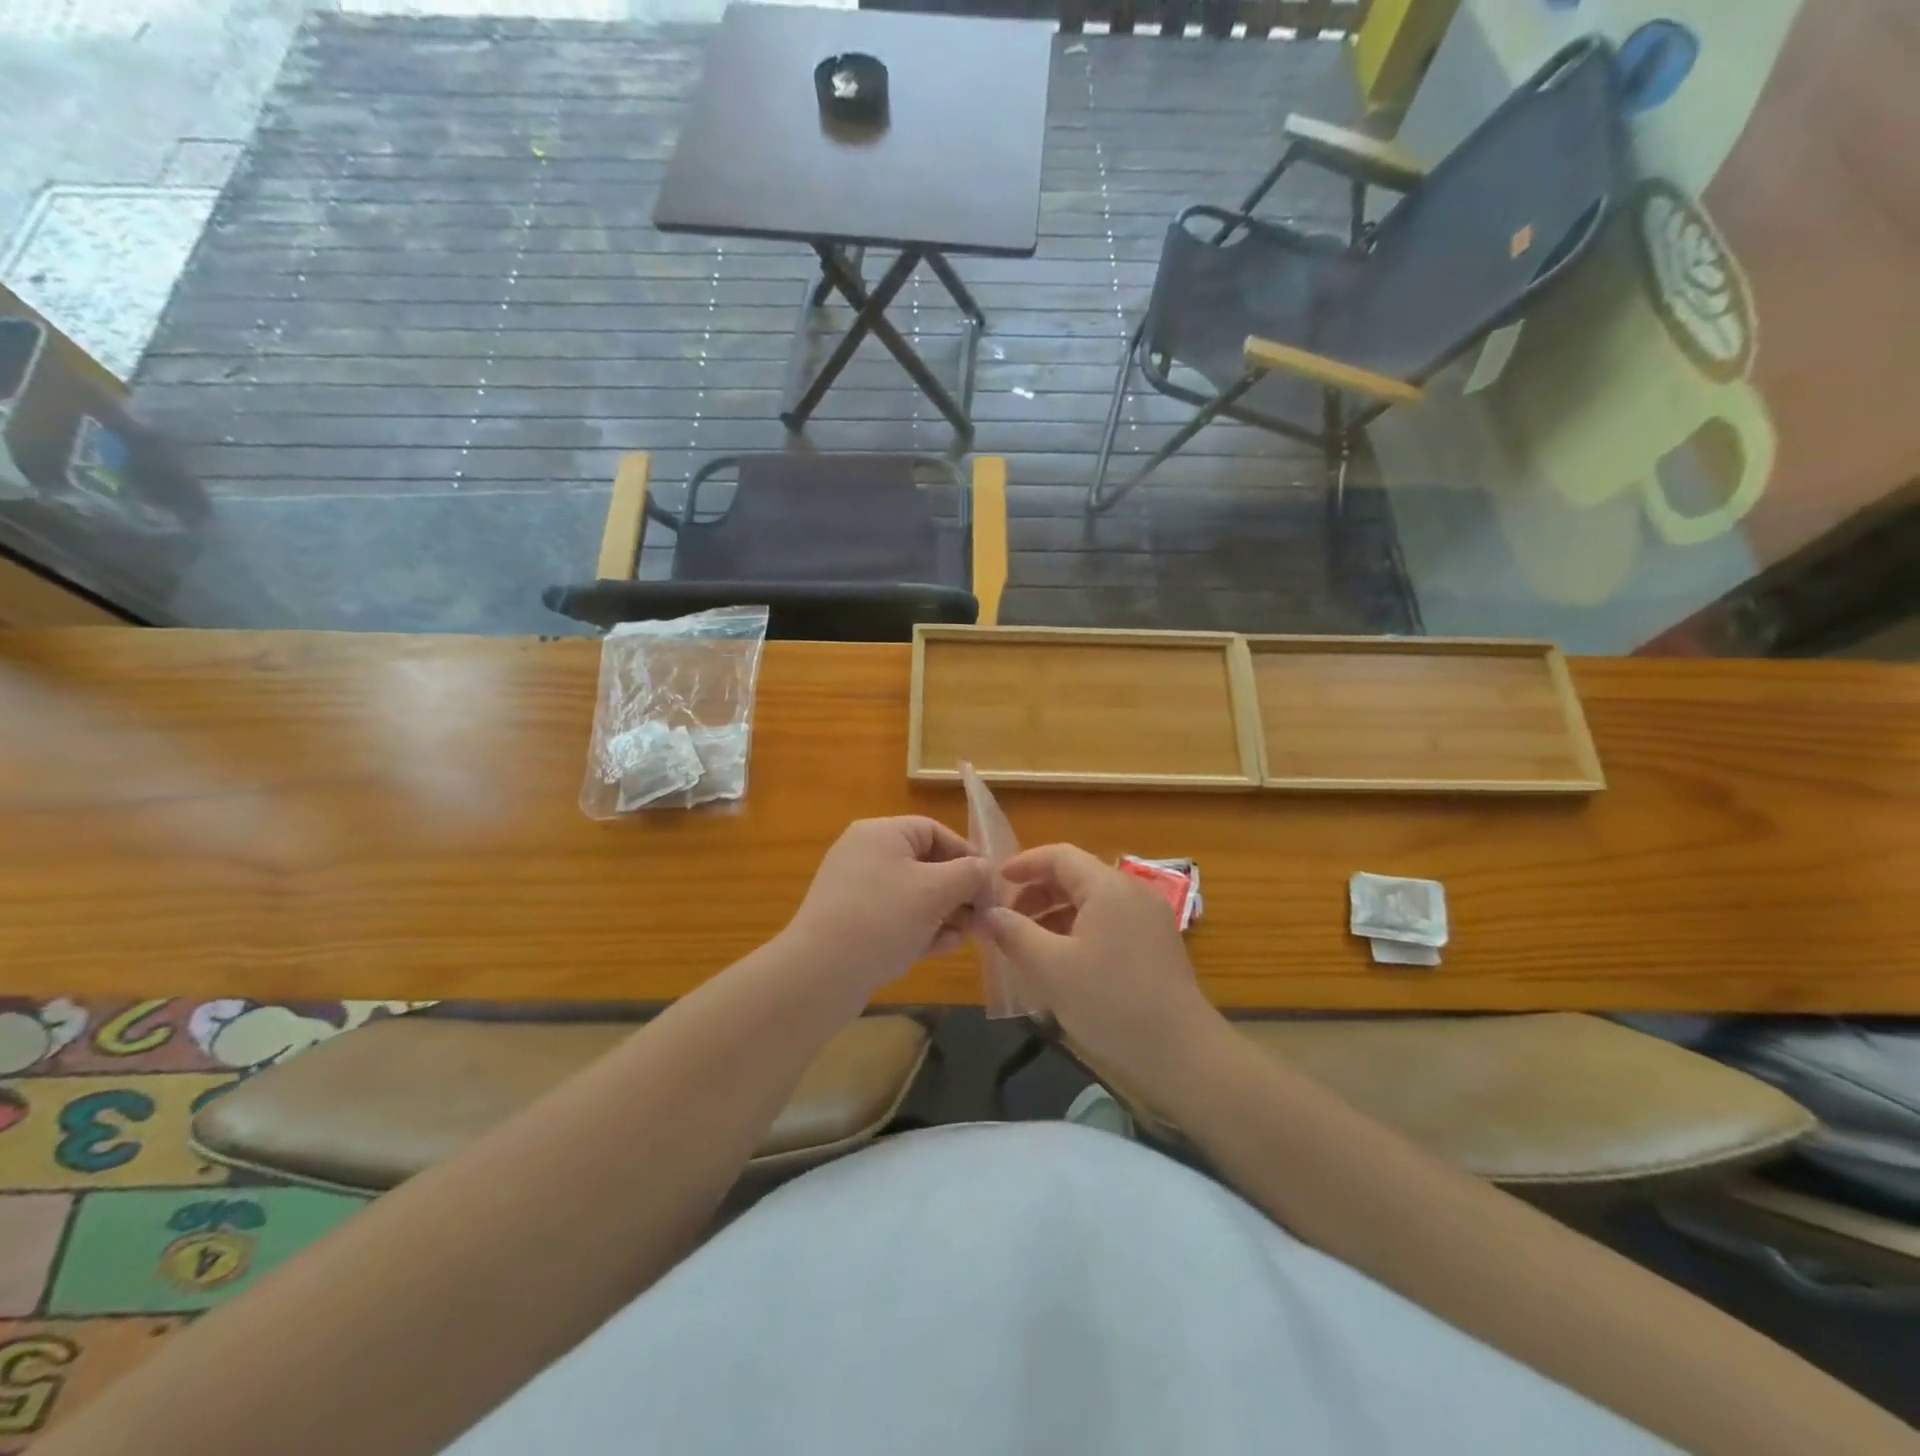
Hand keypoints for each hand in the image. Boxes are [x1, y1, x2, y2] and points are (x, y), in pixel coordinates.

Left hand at [785, 817, 989, 1002]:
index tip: (992, 886)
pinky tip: (941, 949)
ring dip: (945, 914)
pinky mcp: (853, 923)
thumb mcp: (935, 890)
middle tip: (984, 919)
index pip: (936, 832)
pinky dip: (921, 929)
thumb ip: (970, 874)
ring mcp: (857, 890)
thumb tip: (986, 872)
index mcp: (882, 833)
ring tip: (967, 938)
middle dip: (959, 892)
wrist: (819, 975)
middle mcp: (867, 854)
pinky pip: (896, 917)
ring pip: (915, 895)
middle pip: (927, 864)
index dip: (968, 855)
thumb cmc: (882, 918)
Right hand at [984, 843, 1224, 1096]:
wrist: (1181, 1053)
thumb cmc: (1110, 1002)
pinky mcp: (1156, 945)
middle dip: (1037, 893)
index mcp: (1108, 887)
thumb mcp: (1051, 968)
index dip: (1024, 864)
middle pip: (1077, 877)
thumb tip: (988, 913)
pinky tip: (1061, 962)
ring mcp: (1149, 918)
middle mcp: (1132, 892)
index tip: (995, 883)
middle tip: (1006, 920)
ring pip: (1093, 902)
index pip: (1060, 856)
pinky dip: (1079, 931)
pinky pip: (1109, 923)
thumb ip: (1015, 934)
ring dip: (1056, 915)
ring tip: (1027, 944)